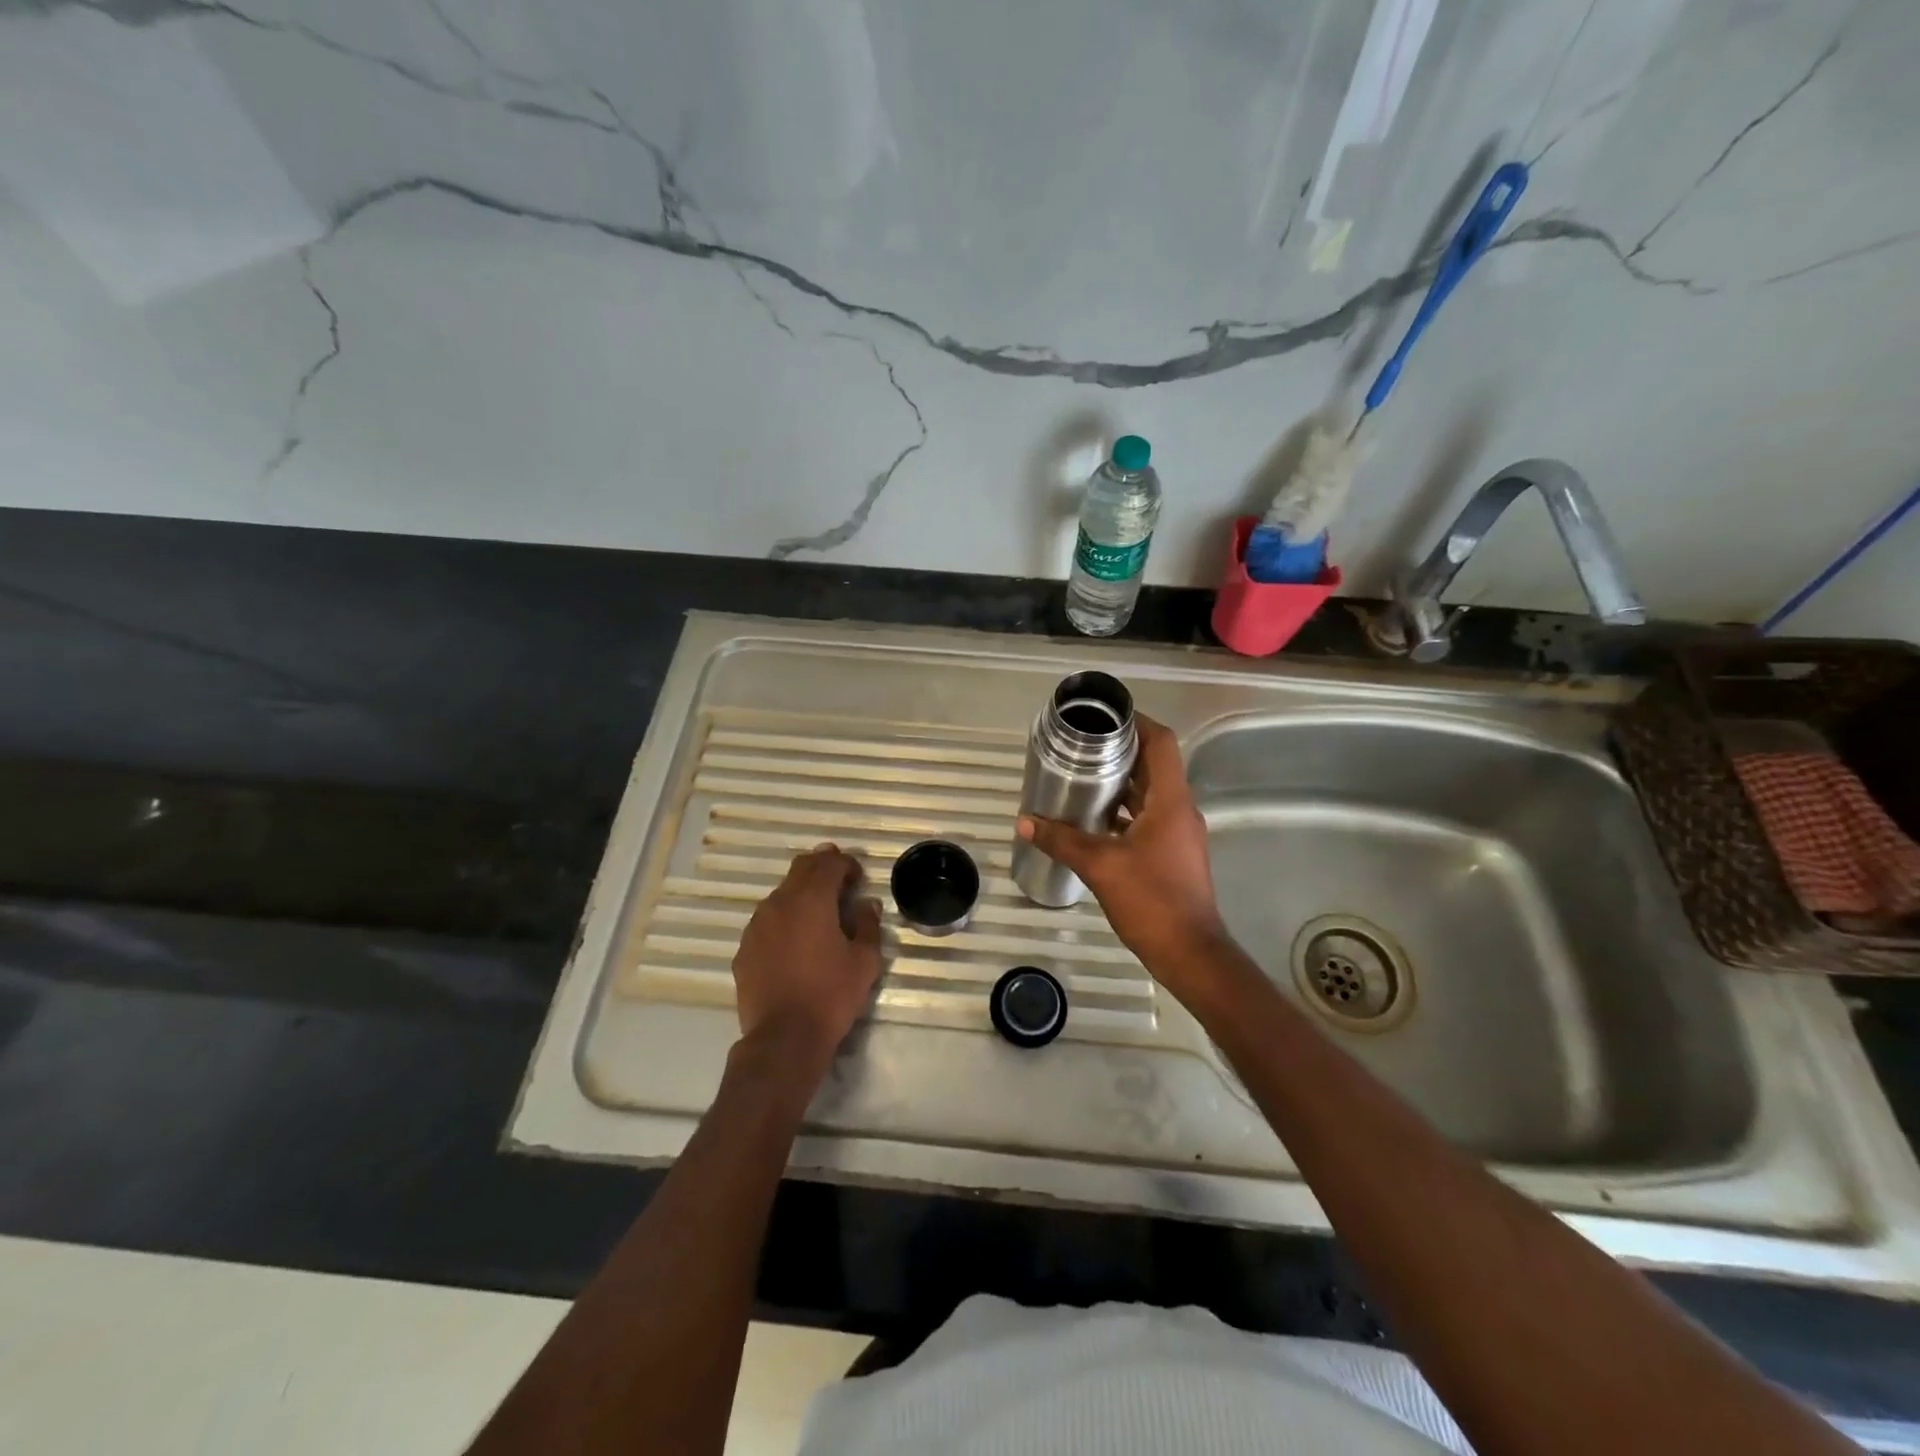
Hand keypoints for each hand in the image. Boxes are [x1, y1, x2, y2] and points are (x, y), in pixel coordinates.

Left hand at [732, 845, 883, 1076]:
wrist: (783, 1038)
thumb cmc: (831, 995)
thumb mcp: (864, 961)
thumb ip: (868, 925)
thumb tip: (867, 904)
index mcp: (812, 900)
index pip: (829, 864)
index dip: (846, 863)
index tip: (858, 876)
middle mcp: (780, 903)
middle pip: (800, 869)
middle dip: (821, 866)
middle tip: (839, 878)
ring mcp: (757, 925)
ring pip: (781, 894)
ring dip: (801, 893)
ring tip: (818, 911)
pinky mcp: (744, 948)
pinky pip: (766, 921)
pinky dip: (784, 919)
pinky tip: (794, 940)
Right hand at [1017, 715, 1226, 985]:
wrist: (1190, 953)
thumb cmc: (1151, 901)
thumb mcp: (1100, 866)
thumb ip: (1062, 840)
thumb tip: (1025, 823)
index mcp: (1170, 801)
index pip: (1161, 743)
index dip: (1137, 722)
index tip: (1105, 717)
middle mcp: (1179, 810)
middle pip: (1154, 765)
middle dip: (1120, 751)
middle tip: (1082, 746)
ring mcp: (1178, 833)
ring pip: (1150, 793)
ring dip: (1121, 783)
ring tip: (1082, 778)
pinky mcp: (1173, 853)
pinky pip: (1147, 817)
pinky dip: (1124, 811)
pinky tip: (1094, 821)